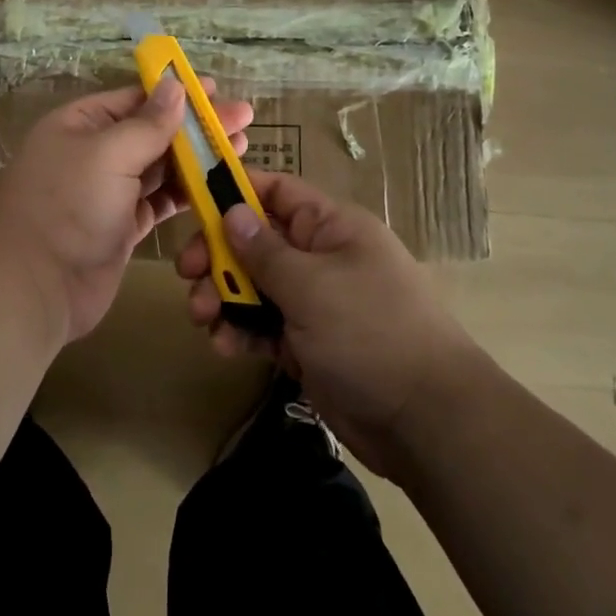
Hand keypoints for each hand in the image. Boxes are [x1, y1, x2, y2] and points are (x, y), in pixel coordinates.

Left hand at [0, 79, 253, 342]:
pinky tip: (218, 186)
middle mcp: (94, 152)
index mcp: (81, 124)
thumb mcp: (108, 154)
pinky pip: (160, 201)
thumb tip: (175, 85)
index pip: (135, 99)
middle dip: (197, 126)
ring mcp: (108, 191)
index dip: (177, 94)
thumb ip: (148, 123)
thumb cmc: (68, 207)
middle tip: (245, 120)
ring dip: (198, 158)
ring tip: (241, 148)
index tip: (216, 91)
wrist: (35, 288)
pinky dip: (187, 193)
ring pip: (161, 167)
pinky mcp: (122, 225)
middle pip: (153, 131)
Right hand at [175, 171, 470, 474]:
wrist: (428, 424)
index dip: (235, 192)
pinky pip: (265, 325)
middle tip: (187, 275)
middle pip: (257, 241)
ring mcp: (315, 302)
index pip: (277, 191)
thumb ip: (264, 251)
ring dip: (224, 297)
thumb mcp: (312, 286)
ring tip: (203, 318)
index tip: (194, 205)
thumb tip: (232, 211)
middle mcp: (321, 257)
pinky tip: (225, 346)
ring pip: (255, 285)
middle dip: (220, 256)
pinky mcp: (308, 343)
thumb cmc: (371, 333)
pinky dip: (242, 331)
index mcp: (331, 227)